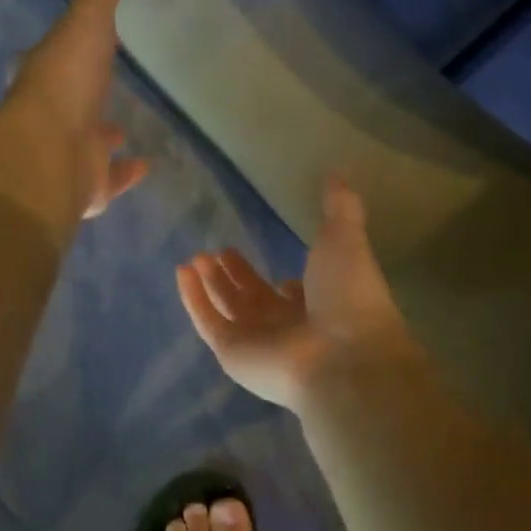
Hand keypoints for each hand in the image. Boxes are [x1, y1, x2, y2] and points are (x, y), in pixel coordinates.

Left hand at [7, 0, 149, 220]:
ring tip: (124, 129)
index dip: (75, 47)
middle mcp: (56, 115)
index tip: (91, 39)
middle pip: (74, 102)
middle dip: (88, 95)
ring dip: (105, 136)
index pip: (62, 56)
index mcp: (50, 74)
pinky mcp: (87, 185)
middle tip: (107, 87)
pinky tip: (145, 165)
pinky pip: (110, 178)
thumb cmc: (66, 84)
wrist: (49, 154)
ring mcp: (70, 153)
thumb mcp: (86, 25)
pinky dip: (126, 173)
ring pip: (90, 143)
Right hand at [177, 176, 420, 410]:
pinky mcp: (231, 353)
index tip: (275, 265)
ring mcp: (258, 342)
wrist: (343, 355)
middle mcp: (289, 325)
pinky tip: (182, 272)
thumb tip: (337, 174)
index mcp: (320, 304)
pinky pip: (207, 322)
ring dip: (211, 284)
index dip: (286, 282)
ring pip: (227, 309)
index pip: (297, 296)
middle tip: (220, 251)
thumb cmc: (349, 297)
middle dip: (237, 276)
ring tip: (196, 258)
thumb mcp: (346, 239)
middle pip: (255, 299)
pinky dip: (193, 299)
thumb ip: (340, 208)